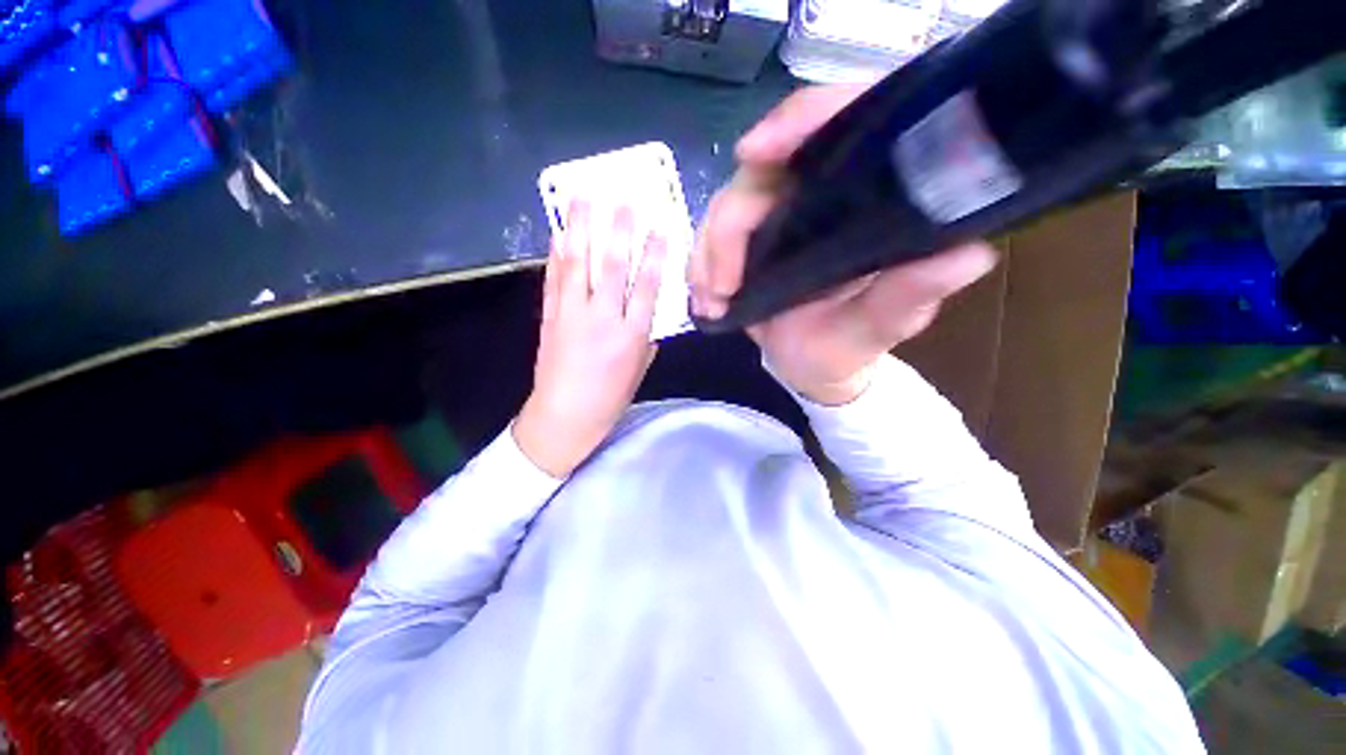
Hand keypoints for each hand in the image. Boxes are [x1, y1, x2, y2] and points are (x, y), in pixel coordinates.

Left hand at [514, 201, 665, 477]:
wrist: (564, 417)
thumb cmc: (609, 399)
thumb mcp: (639, 370)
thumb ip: (646, 338)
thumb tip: (647, 313)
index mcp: (631, 336)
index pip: (647, 287)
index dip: (654, 256)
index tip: (659, 228)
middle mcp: (603, 319)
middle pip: (613, 268)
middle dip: (619, 232)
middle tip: (623, 202)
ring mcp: (572, 315)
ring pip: (579, 265)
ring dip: (581, 230)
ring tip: (583, 200)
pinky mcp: (550, 317)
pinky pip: (554, 281)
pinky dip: (556, 256)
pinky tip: (558, 235)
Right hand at [690, 85, 998, 405]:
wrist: (811, 366)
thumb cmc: (849, 348)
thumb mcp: (880, 328)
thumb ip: (909, 295)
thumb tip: (969, 254)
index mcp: (864, 199)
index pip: (839, 123)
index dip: (796, 122)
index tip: (752, 152)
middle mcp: (818, 196)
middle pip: (760, 172)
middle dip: (729, 228)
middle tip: (722, 285)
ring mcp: (776, 218)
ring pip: (726, 207)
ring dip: (709, 255)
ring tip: (712, 301)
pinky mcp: (747, 242)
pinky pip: (710, 238)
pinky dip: (700, 266)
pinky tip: (705, 300)